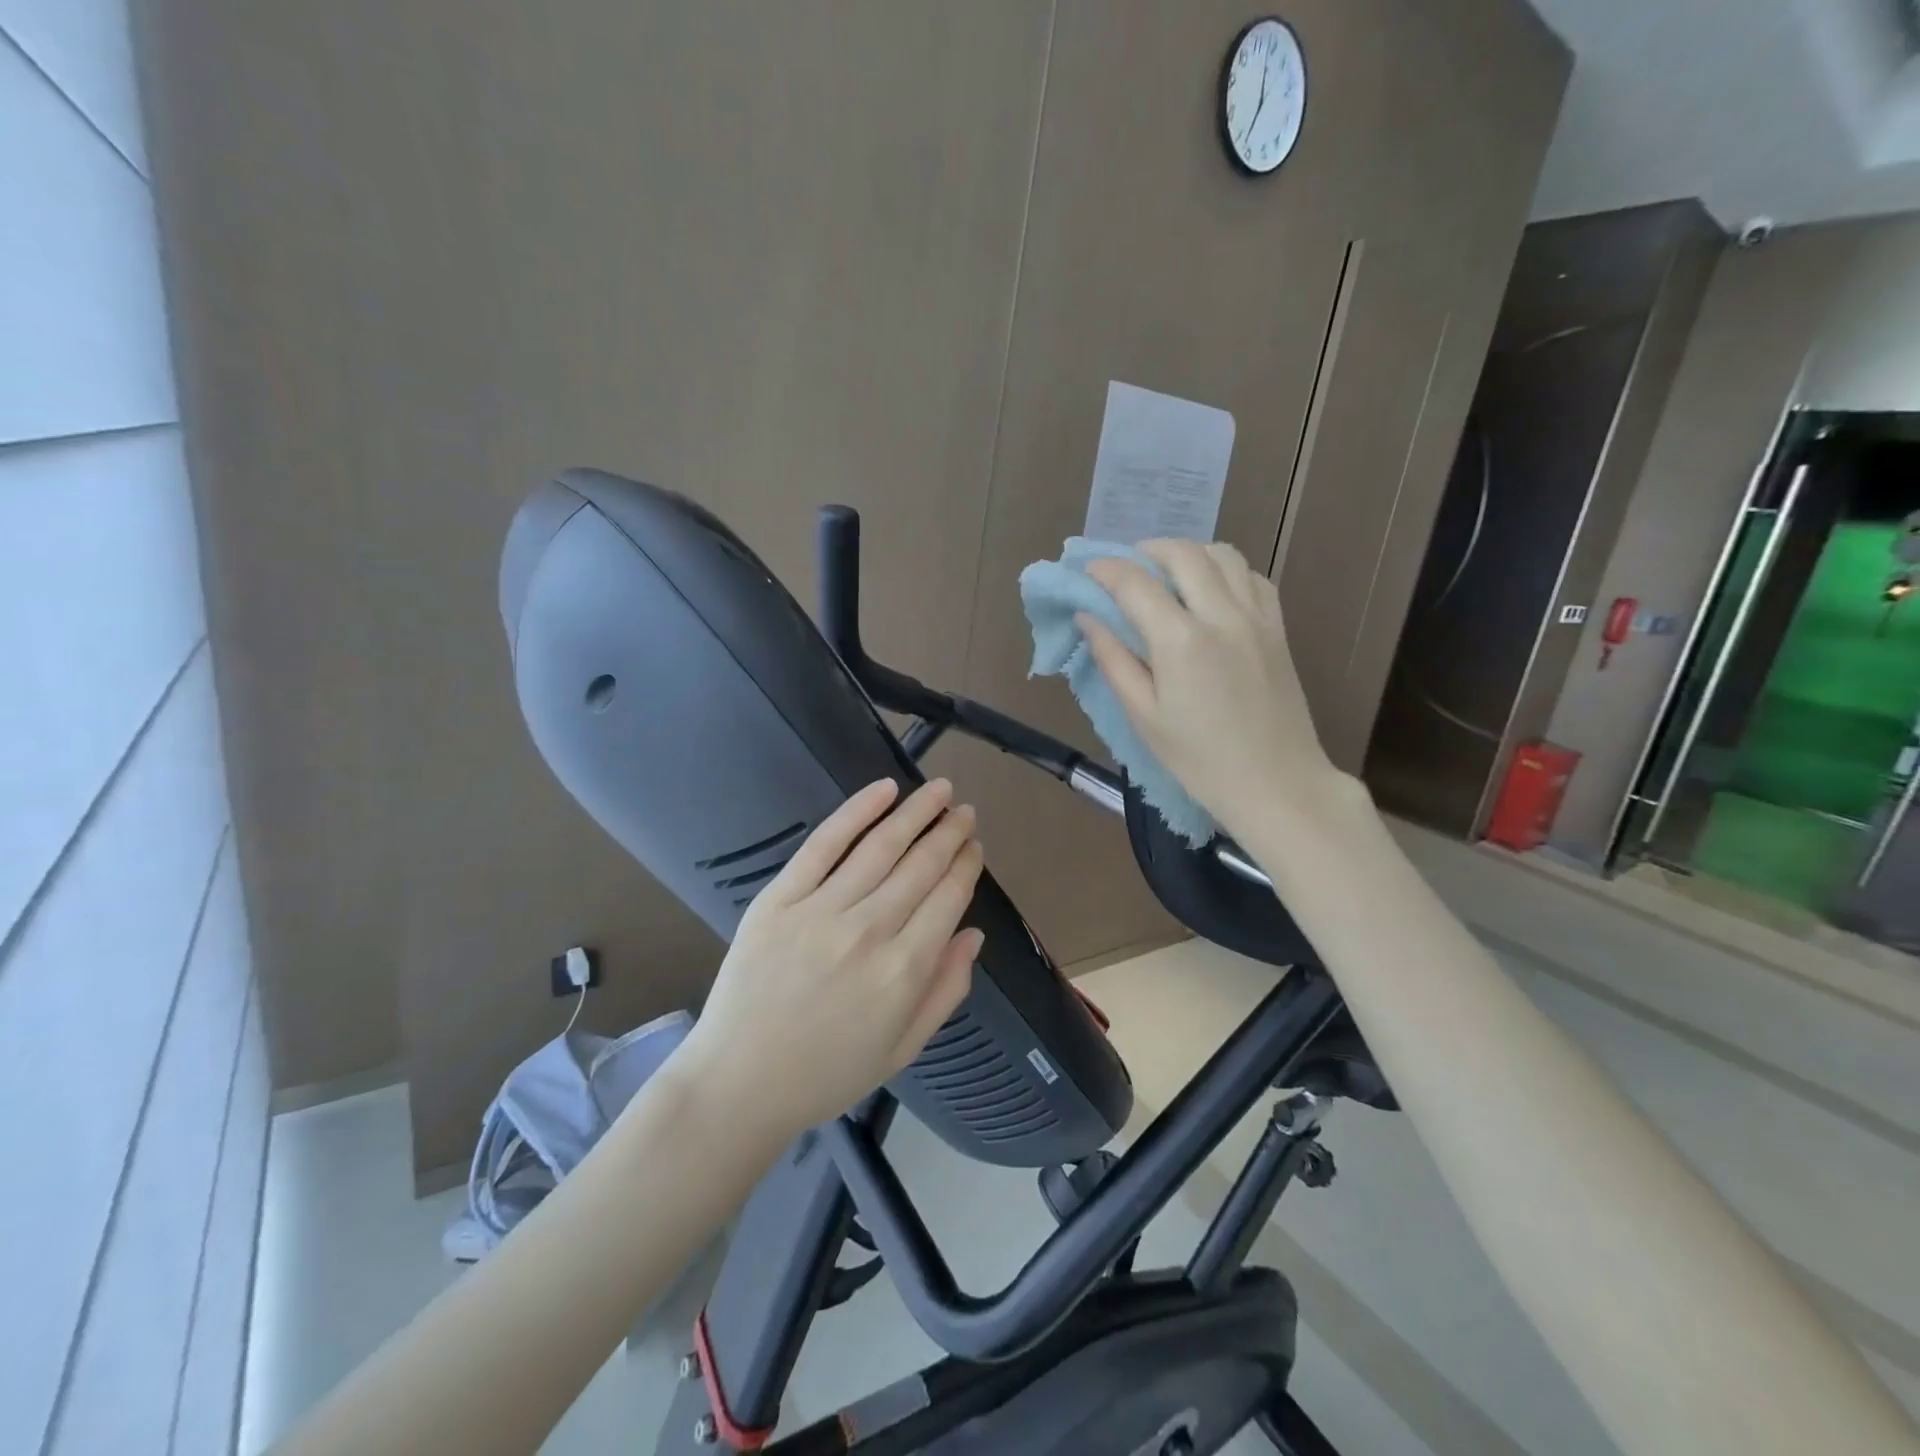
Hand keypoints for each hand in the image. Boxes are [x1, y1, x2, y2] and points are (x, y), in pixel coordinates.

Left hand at [678, 779, 982, 1143]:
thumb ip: (946, 990)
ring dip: (917, 812)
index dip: (967, 865)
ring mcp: (821, 910)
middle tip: (965, 811)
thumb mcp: (903, 1048)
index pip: (948, 898)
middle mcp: (869, 932)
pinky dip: (856, 811)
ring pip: (881, 846)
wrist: (739, 1083)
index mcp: (904, 971)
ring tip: (939, 790)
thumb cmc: (827, 1073)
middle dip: (950, 832)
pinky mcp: (780, 899)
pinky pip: (824, 844)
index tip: (975, 846)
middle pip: (921, 865)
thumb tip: (974, 934)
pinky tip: (884, 790)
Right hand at [1081, 540, 1344, 844]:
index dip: (1104, 570)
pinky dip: (1225, 570)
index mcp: (1181, 641)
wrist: (1277, 784)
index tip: (1085, 571)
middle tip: (1124, 568)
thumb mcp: (1143, 717)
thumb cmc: (1200, 761)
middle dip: (1146, 550)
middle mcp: (1221, 615)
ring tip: (1166, 574)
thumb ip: (1113, 661)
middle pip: (1182, 553)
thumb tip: (1088, 619)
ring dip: (1188, 553)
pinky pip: (1252, 577)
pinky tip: (1210, 592)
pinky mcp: (1278, 628)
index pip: (1135, 583)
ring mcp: (1256, 618)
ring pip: (1223, 554)